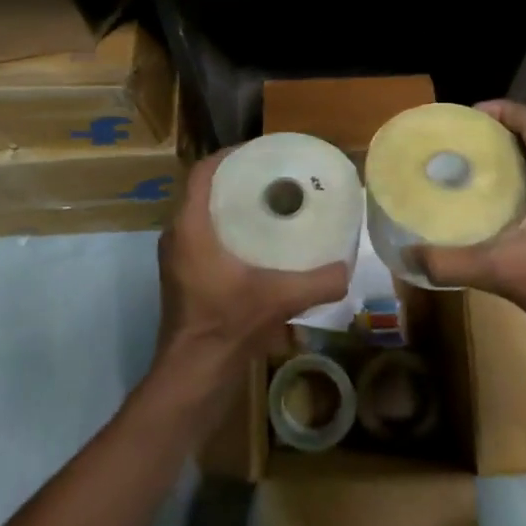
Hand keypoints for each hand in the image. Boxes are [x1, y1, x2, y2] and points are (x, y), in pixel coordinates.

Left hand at [154, 150, 350, 384]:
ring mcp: (177, 258)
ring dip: (228, 204)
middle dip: (234, 179)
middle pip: (203, 191)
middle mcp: (177, 235)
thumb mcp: (280, 299)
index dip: (227, 156)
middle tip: (271, 176)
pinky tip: (255, 240)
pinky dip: (224, 228)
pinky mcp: (183, 276)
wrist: (194, 373)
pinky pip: (201, 235)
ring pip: (201, 215)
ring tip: (266, 202)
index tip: (258, 151)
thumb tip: (348, 268)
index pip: (202, 173)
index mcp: (190, 227)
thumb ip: (319, 282)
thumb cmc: (228, 324)